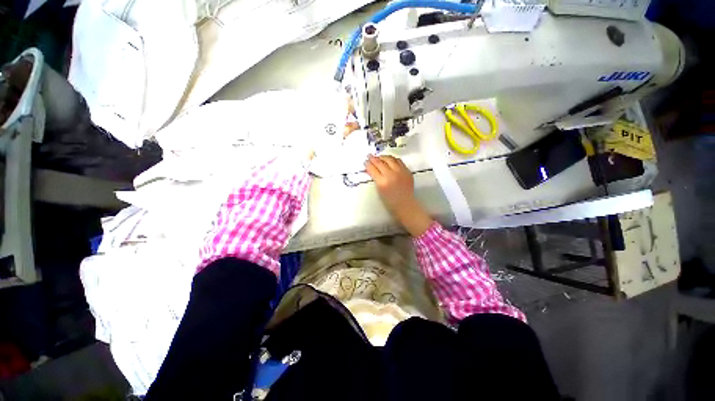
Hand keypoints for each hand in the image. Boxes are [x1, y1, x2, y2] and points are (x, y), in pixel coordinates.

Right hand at [365, 155, 432, 236]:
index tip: (366, 162)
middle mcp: (391, 175)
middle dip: (374, 158)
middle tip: (370, 156)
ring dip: (383, 157)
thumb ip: (376, 178)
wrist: (405, 204)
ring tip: (379, 157)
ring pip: (390, 159)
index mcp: (382, 182)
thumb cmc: (391, 201)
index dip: (368, 164)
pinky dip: (393, 159)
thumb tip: (372, 169)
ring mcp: (400, 172)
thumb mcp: (379, 190)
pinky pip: (399, 161)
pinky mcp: (407, 171)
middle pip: (380, 162)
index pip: (373, 169)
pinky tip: (390, 159)